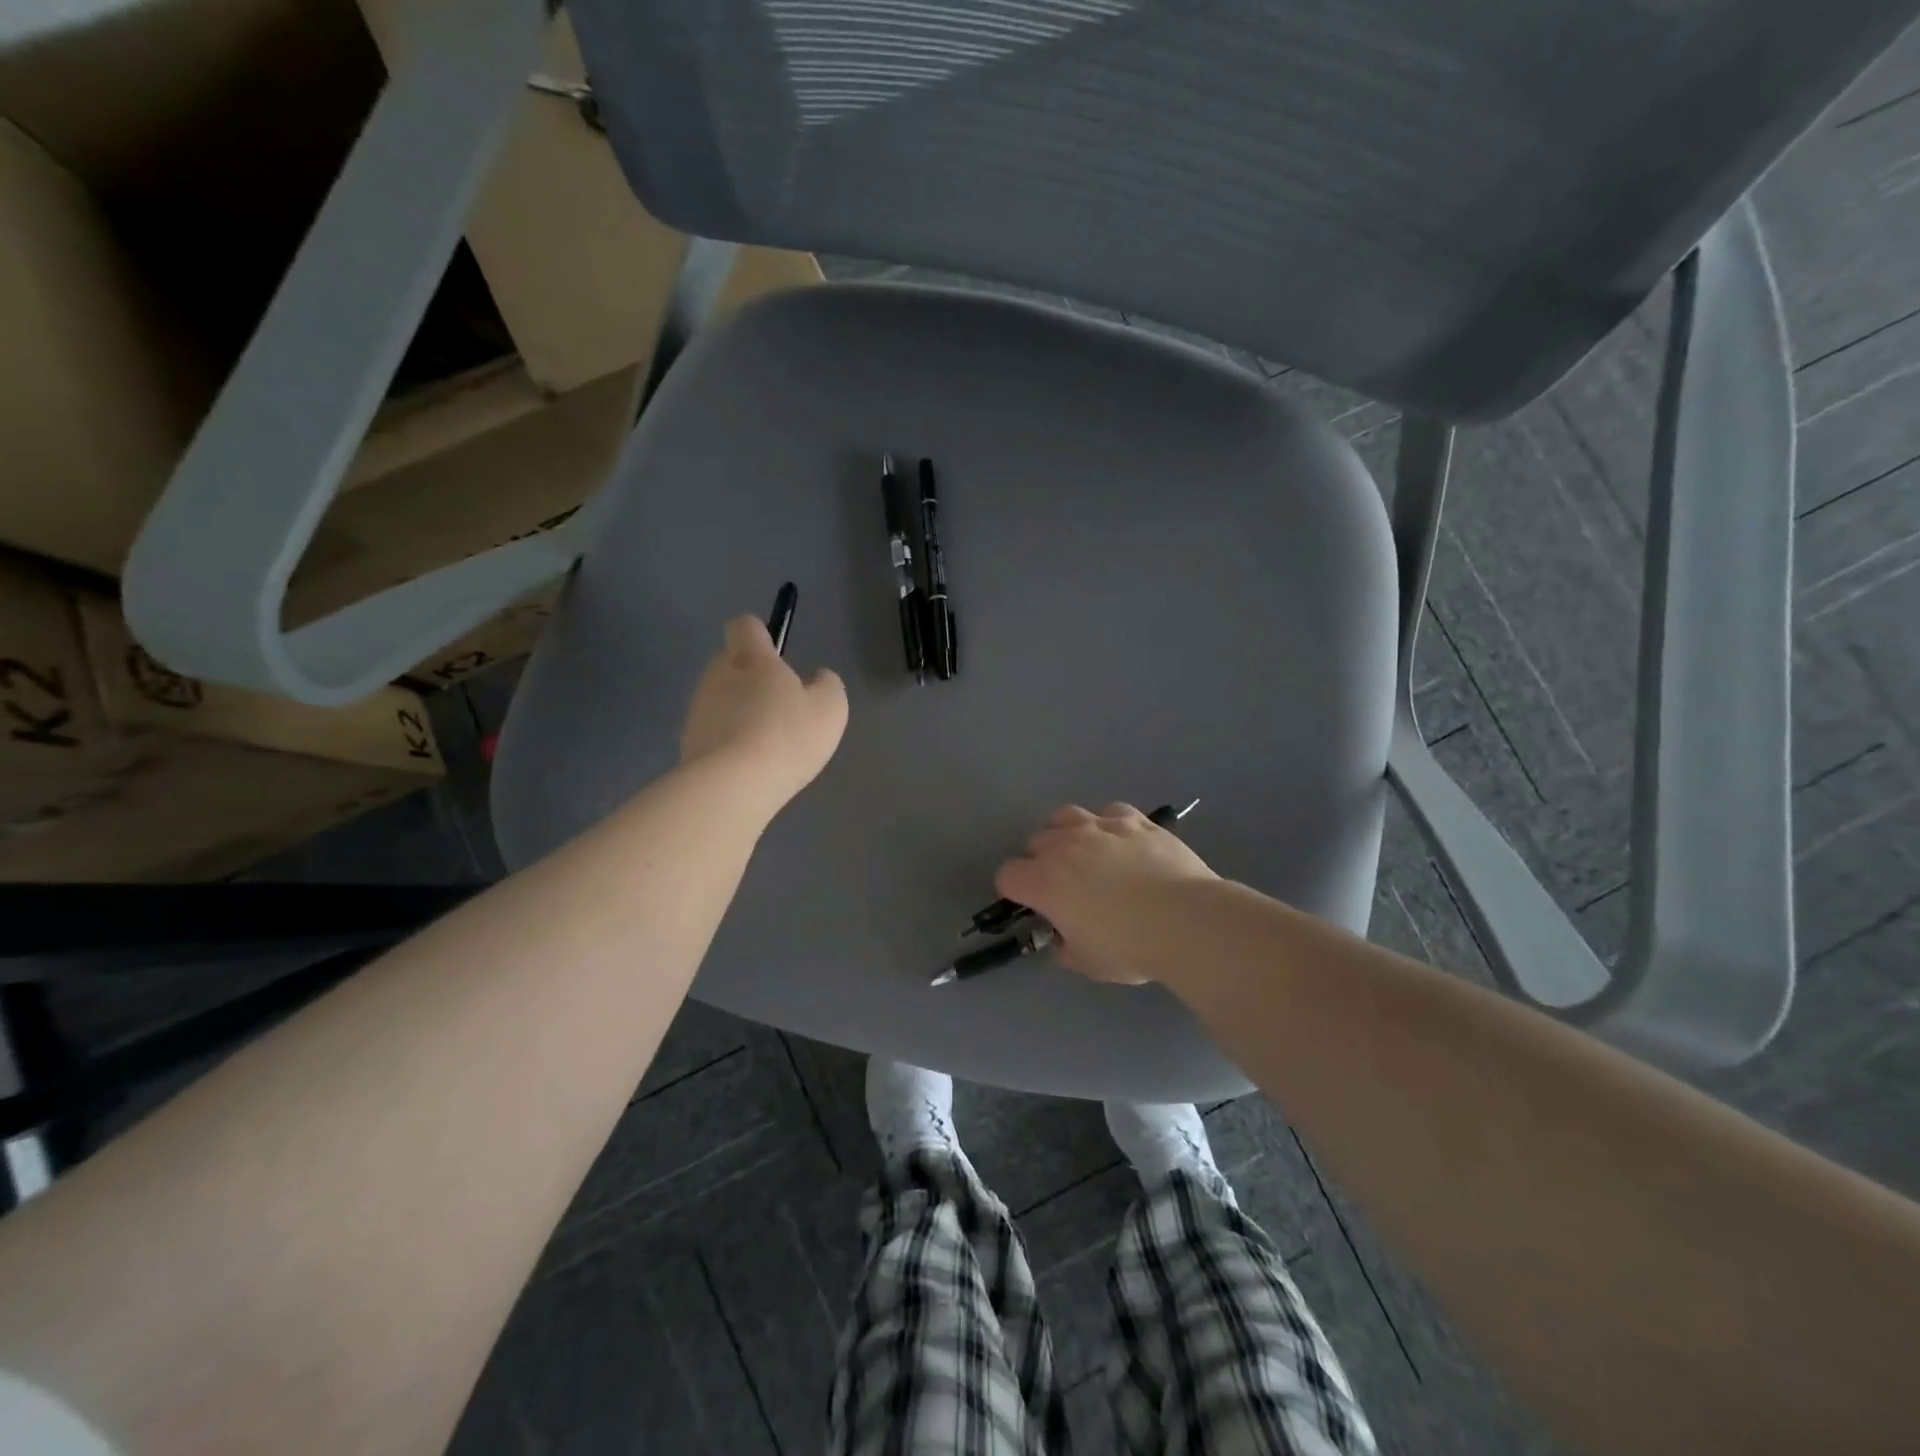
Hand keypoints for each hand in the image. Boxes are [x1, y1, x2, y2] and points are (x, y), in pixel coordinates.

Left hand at [679, 616, 847, 813]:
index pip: (744, 626)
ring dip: (739, 713)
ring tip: (766, 744)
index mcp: (751, 659)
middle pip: (730, 663)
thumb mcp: (830, 707)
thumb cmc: (787, 736)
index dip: (760, 634)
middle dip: (751, 678)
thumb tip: (817, 678)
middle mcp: (717, 676)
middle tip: (779, 707)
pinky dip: (729, 743)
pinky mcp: (687, 744)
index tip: (777, 655)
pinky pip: (713, 733)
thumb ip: (827, 685)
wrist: (732, 786)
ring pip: (720, 699)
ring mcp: (698, 711)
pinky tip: (749, 767)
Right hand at [993, 803, 1216, 982]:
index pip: (1007, 876)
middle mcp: (1064, 845)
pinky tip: (1122, 842)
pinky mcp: (1135, 820)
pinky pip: (1111, 813)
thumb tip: (1063, 938)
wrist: (1185, 920)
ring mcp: (1100, 827)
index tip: (1031, 905)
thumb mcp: (1087, 962)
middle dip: (1040, 861)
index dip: (1014, 891)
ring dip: (1067, 832)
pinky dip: (1110, 825)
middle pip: (1035, 841)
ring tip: (1084, 852)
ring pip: (1066, 815)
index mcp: (1043, 881)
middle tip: (1061, 885)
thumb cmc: (1129, 947)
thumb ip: (1065, 946)